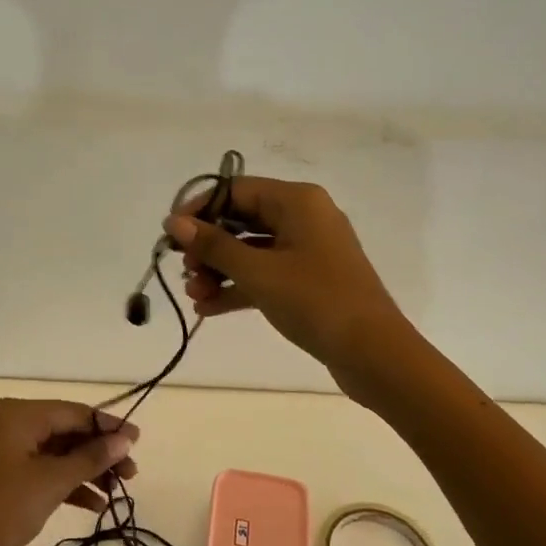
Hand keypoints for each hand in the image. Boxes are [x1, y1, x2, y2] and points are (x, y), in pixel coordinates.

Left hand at [0, 398, 139, 545]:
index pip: (74, 412)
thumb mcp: (53, 481)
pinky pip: (45, 472)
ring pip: (58, 454)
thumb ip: (91, 458)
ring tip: (118, 493)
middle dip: (99, 453)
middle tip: (131, 474)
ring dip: (88, 471)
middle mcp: (12, 425)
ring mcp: (7, 453)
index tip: (137, 441)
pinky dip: (69, 485)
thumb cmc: (6, 508)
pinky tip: (95, 505)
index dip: (107, 427)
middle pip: (67, 432)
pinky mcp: (6, 479)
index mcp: (19, 414)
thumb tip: (125, 439)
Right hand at [166, 176, 410, 382]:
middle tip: (184, 271)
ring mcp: (307, 249)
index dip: (199, 209)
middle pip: (241, 219)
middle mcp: (303, 216)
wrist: (374, 355)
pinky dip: (238, 286)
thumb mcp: (258, 272)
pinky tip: (209, 309)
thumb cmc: (315, 301)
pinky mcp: (309, 279)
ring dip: (219, 270)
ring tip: (194, 296)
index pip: (236, 190)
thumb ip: (213, 245)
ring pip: (251, 249)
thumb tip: (174, 221)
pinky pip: (265, 272)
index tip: (170, 234)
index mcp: (297, 201)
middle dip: (208, 246)